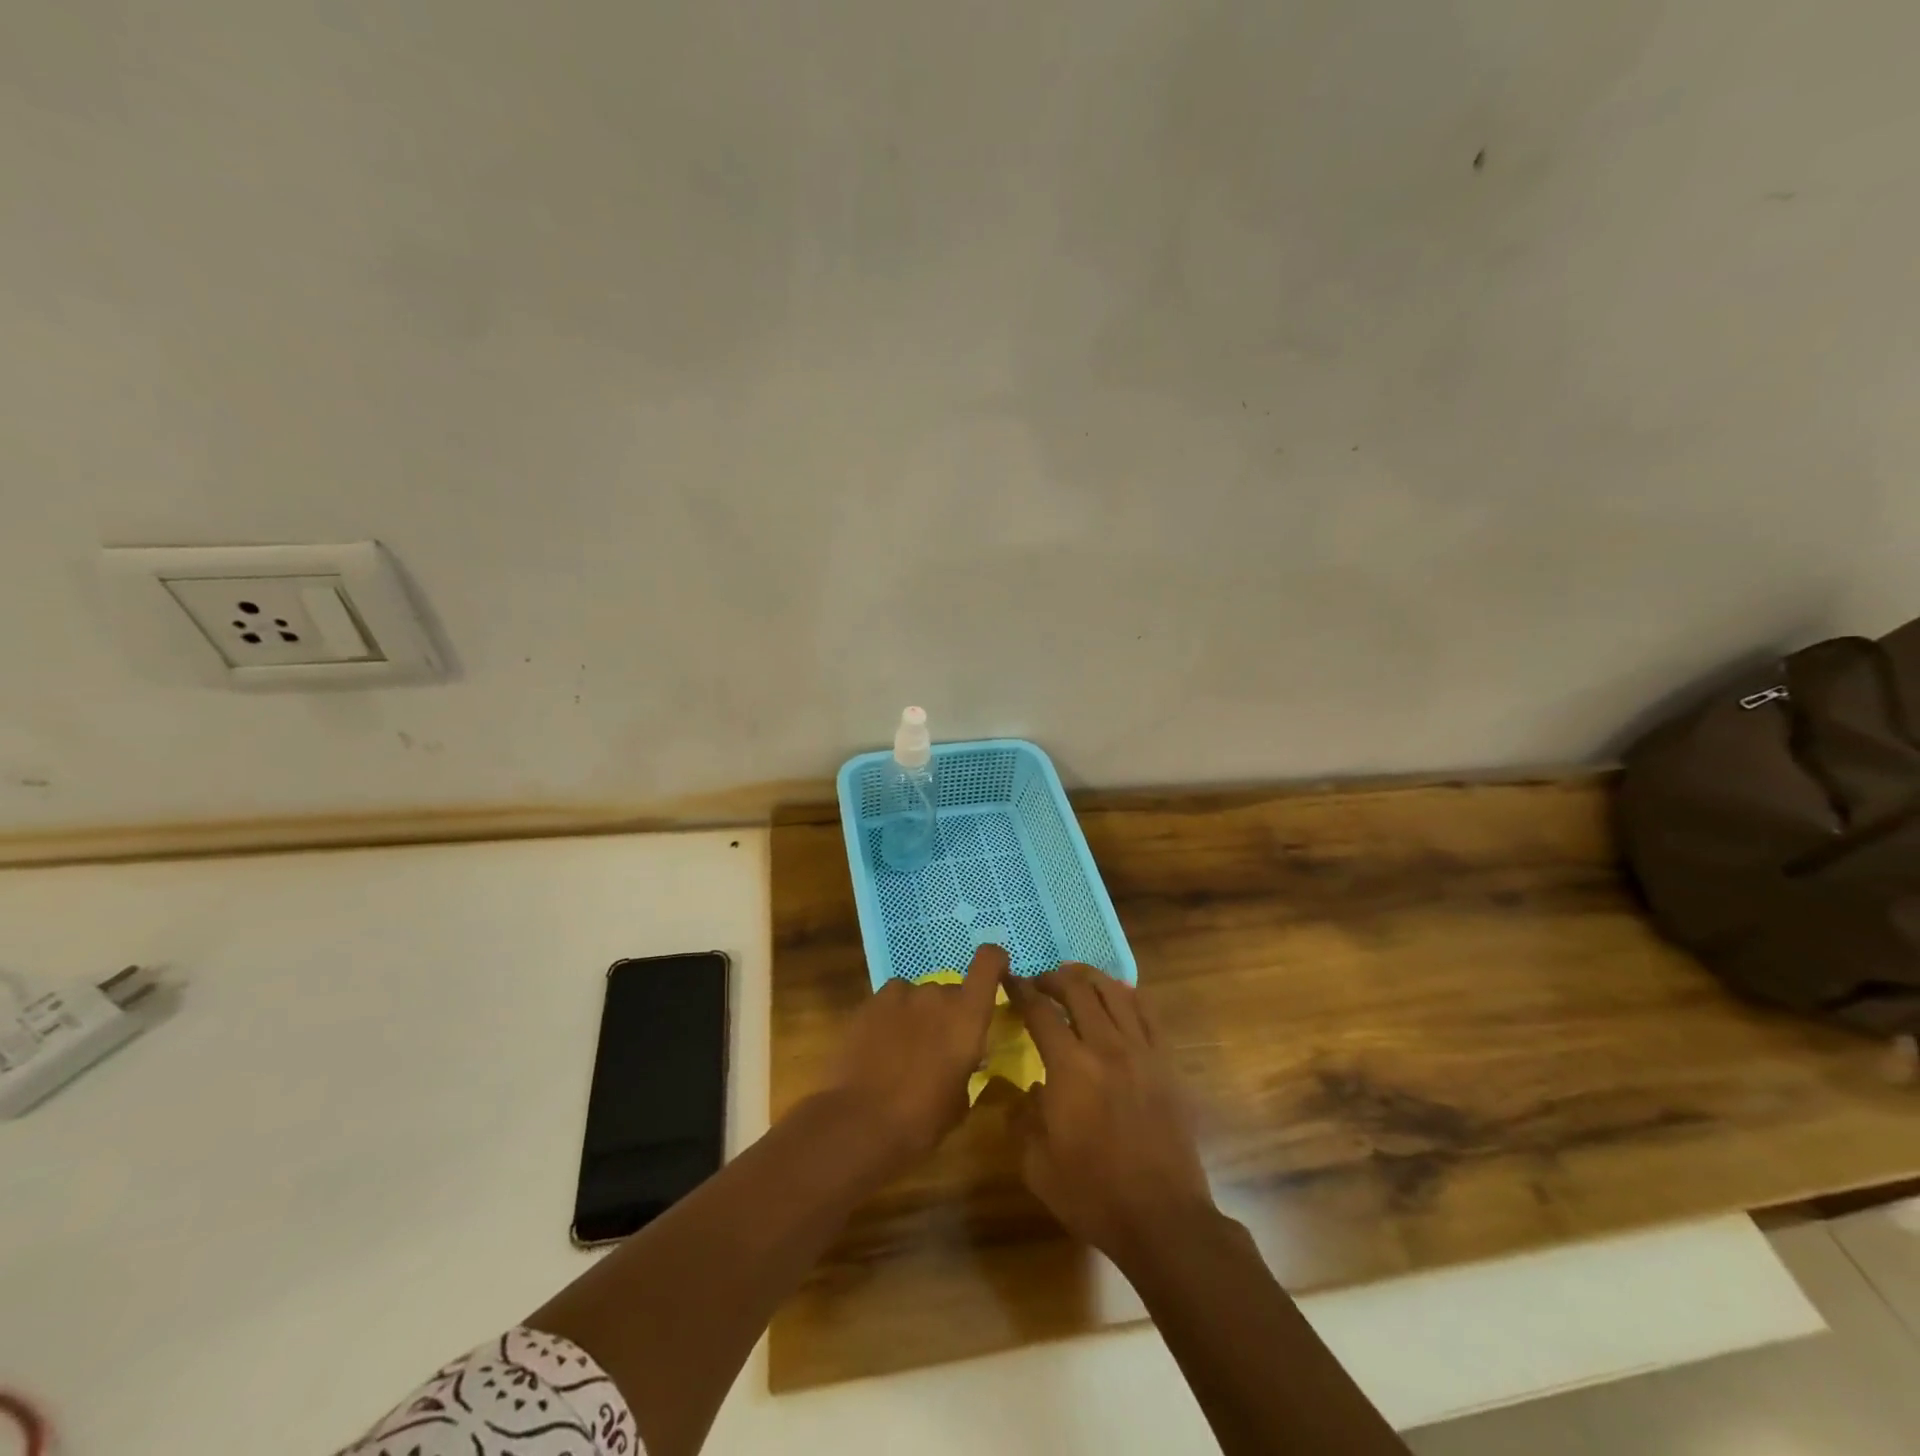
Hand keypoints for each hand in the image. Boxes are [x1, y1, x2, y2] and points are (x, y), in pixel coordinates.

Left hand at [829, 944, 1009, 1165]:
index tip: (997, 972)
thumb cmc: (922, 1121)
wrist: (859, 1124)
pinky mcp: (868, 1003)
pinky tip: (879, 1047)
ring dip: (918, 1015)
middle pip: (950, 991)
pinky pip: (890, 1002)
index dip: (995, 961)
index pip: (989, 962)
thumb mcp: (960, 1101)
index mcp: (967, 1015)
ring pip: (917, 996)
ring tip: (905, 1050)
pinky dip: (891, 1017)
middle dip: (949, 1013)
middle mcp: (937, 995)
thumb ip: (967, 1067)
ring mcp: (900, 995)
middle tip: (939, 1047)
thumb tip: (964, 1060)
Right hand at [1009, 965, 1214, 1265]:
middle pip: (1078, 989)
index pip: (1039, 1011)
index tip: (1009, 981)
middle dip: (1054, 978)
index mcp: (1069, 1066)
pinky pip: (1147, 1012)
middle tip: (1040, 983)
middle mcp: (1105, 1046)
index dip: (1020, 990)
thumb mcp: (1036, 1164)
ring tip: (1075, 980)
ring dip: (1090, 978)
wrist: (1162, 1219)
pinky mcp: (1166, 1062)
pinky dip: (1128, 995)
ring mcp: (1141, 1050)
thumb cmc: (1093, 1194)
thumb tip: (1025, 1091)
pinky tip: (1118, 997)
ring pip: (1115, 991)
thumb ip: (1021, 1118)